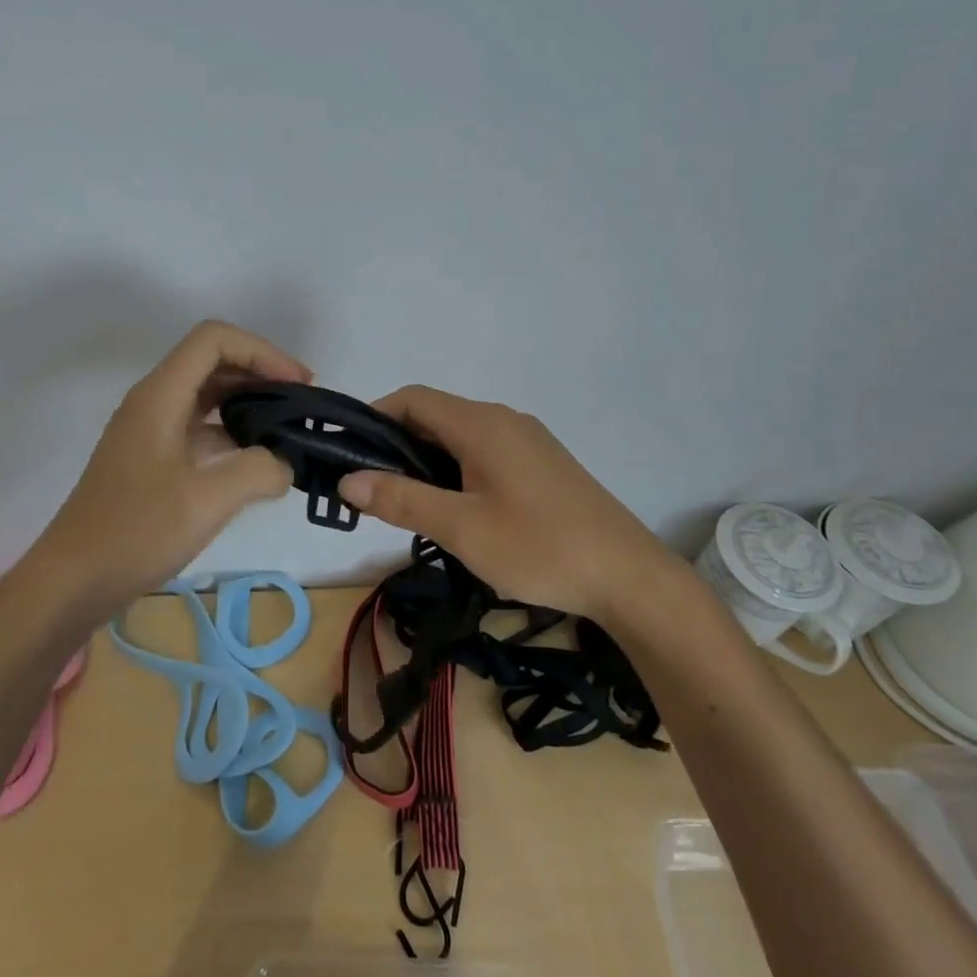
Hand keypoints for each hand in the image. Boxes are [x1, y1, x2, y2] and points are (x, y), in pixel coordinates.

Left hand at [27, 320, 309, 613]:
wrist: (72, 582)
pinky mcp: (152, 461)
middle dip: (261, 373)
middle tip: (302, 404)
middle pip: (212, 362)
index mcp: (160, 396)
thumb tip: (284, 465)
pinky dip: (232, 434)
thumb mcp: (206, 501)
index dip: (262, 351)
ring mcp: (150, 432)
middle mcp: (153, 403)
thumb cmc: (135, 533)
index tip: (298, 385)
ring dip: (249, 403)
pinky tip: (257, 463)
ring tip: (287, 430)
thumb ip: (258, 471)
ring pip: (207, 396)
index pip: (214, 339)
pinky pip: (199, 429)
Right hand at [336, 386, 687, 622]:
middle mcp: (504, 419)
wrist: (628, 577)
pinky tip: (456, 509)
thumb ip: (402, 499)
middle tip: (373, 488)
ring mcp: (528, 440)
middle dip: (397, 444)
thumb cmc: (539, 547)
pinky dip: (457, 469)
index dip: (375, 416)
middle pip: (436, 416)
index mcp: (481, 424)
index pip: (413, 399)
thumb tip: (348, 480)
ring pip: (461, 436)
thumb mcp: (461, 528)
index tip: (349, 452)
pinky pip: (485, 452)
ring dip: (427, 460)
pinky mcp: (543, 463)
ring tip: (407, 503)